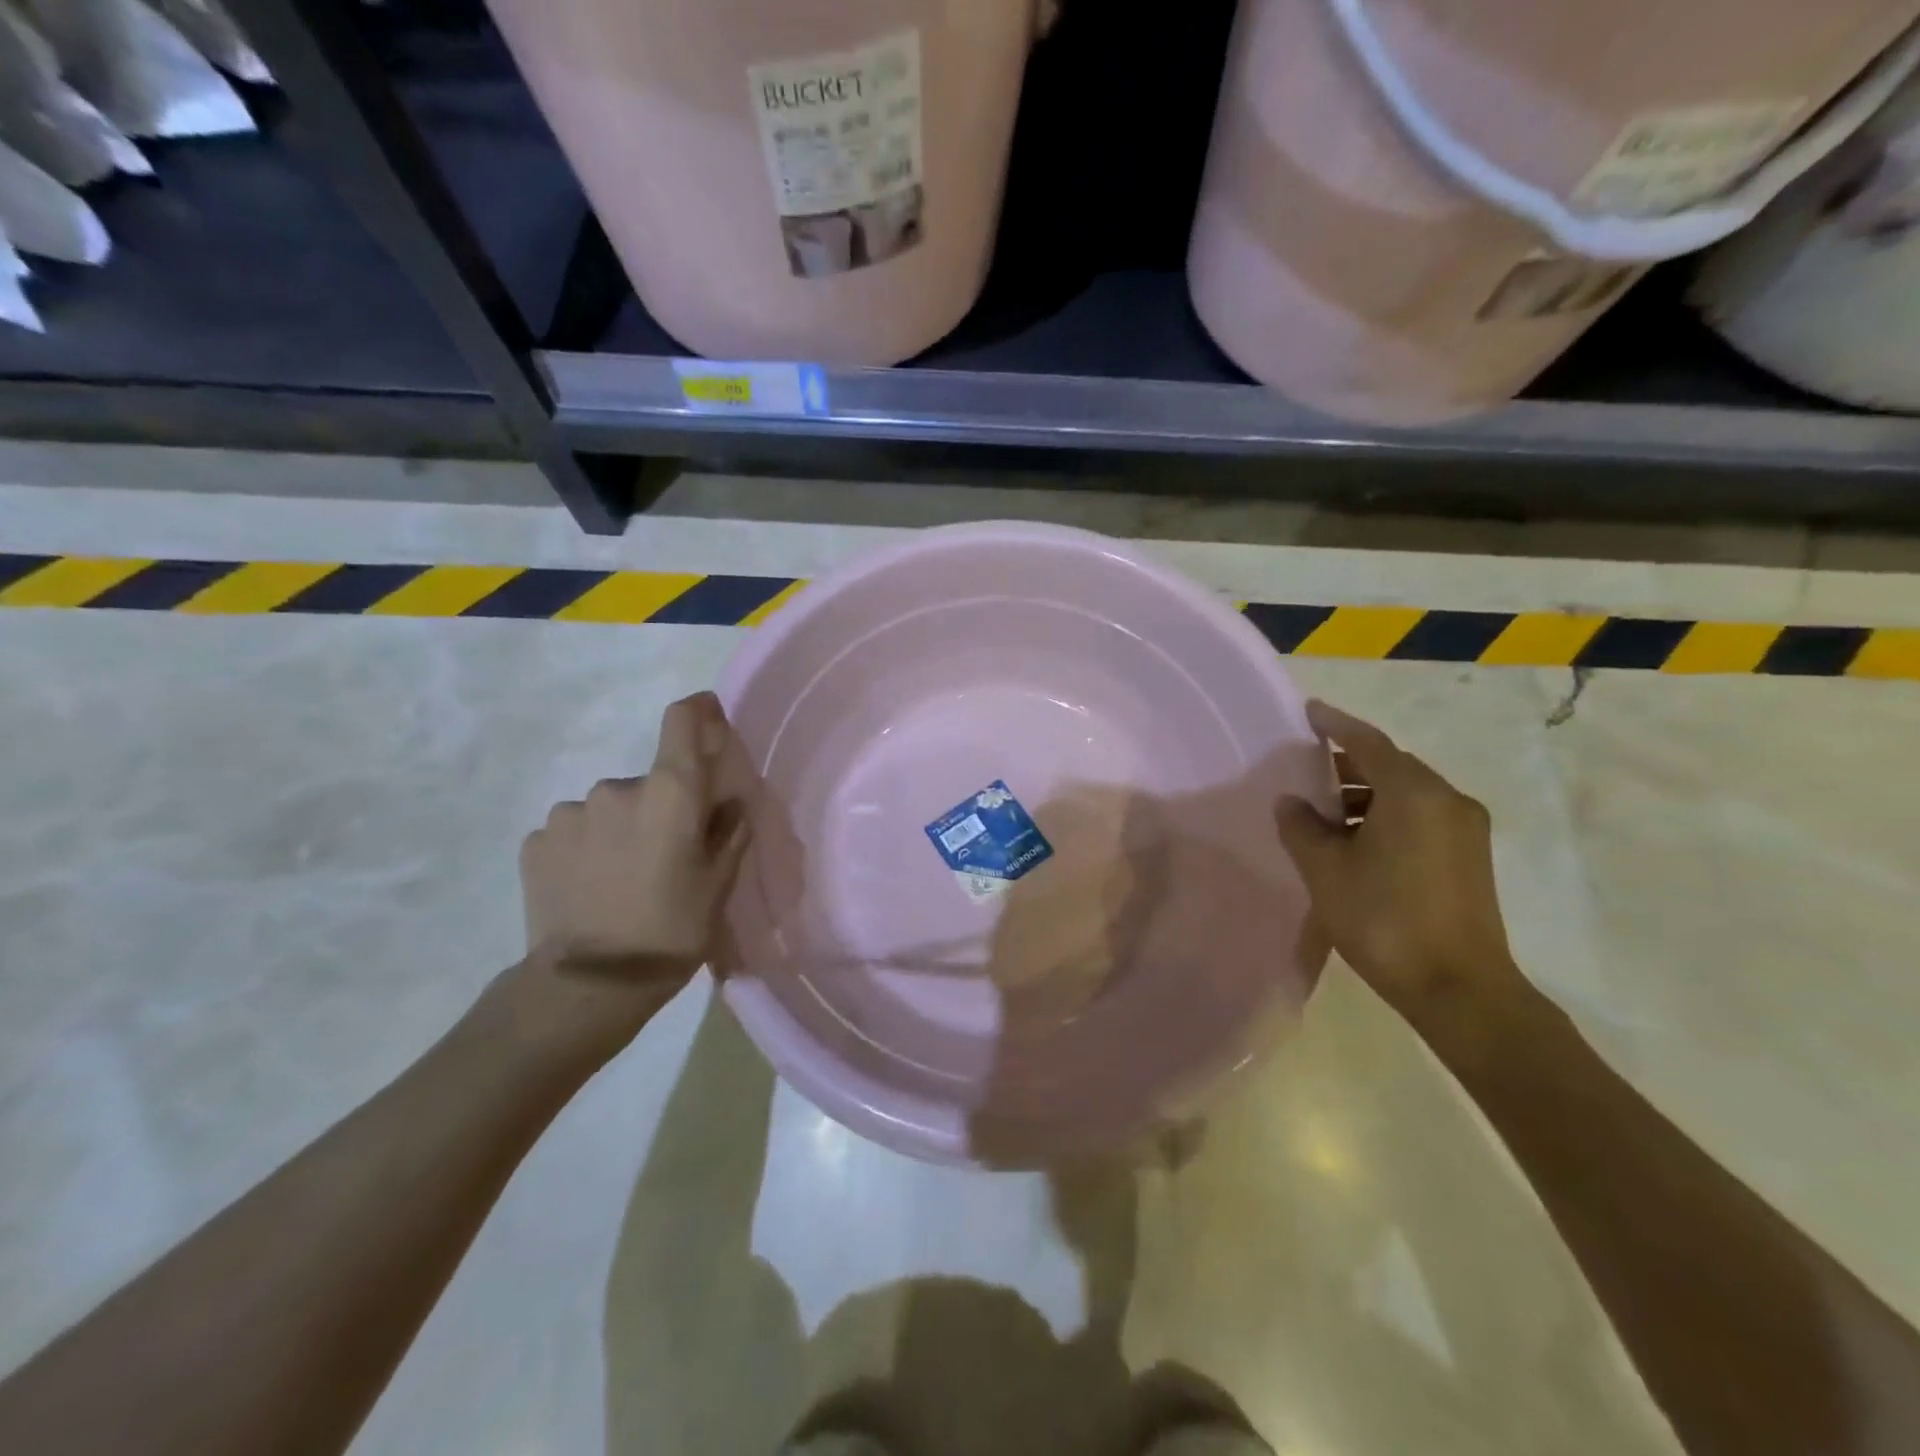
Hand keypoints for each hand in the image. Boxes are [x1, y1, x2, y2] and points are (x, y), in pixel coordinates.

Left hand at [494, 692, 751, 1065]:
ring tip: (622, 878)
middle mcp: (617, 787)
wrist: (587, 986)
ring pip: (608, 808)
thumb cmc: (670, 932)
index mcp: (669, 793)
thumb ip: (728, 832)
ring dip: (620, 828)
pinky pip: (574, 830)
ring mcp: (569, 812)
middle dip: (660, 807)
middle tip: (665, 856)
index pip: (682, 721)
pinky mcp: (536, 840)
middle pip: (648, 780)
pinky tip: (590, 886)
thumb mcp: (717, 886)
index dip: (699, 711)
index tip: (709, 714)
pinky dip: (587, 847)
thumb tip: (730, 800)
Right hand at [1275, 700, 1521, 1017]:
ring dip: (1366, 793)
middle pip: (1390, 764)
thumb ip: (1302, 828)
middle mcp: (1447, 800)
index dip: (1335, 724)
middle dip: (1348, 761)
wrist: (1459, 989)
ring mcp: (1465, 829)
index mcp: (1413, 793)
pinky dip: (1386, 814)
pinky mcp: (1470, 857)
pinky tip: (1356, 840)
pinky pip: (1421, 816)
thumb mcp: (1326, 871)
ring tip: (1324, 811)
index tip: (1308, 712)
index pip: (1367, 742)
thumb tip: (1291, 802)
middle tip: (1306, 768)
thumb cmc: (1384, 920)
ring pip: (1406, 793)